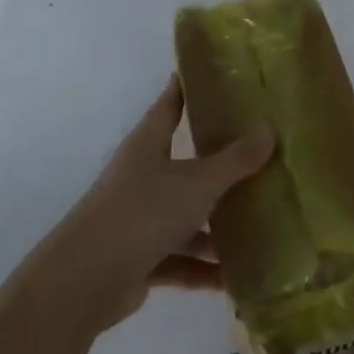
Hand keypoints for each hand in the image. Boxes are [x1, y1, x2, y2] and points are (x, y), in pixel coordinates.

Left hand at [39, 77, 273, 333]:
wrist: (84, 281)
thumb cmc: (141, 212)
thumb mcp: (197, 183)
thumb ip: (235, 161)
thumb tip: (269, 131)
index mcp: (148, 146)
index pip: (169, 106)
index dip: (185, 88)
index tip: (207, 73)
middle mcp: (141, 178)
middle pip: (184, 164)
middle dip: (218, 164)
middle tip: (258, 153)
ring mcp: (138, 220)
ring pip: (185, 217)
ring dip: (215, 227)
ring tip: (258, 227)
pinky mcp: (138, 258)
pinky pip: (179, 259)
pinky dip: (202, 269)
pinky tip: (234, 279)